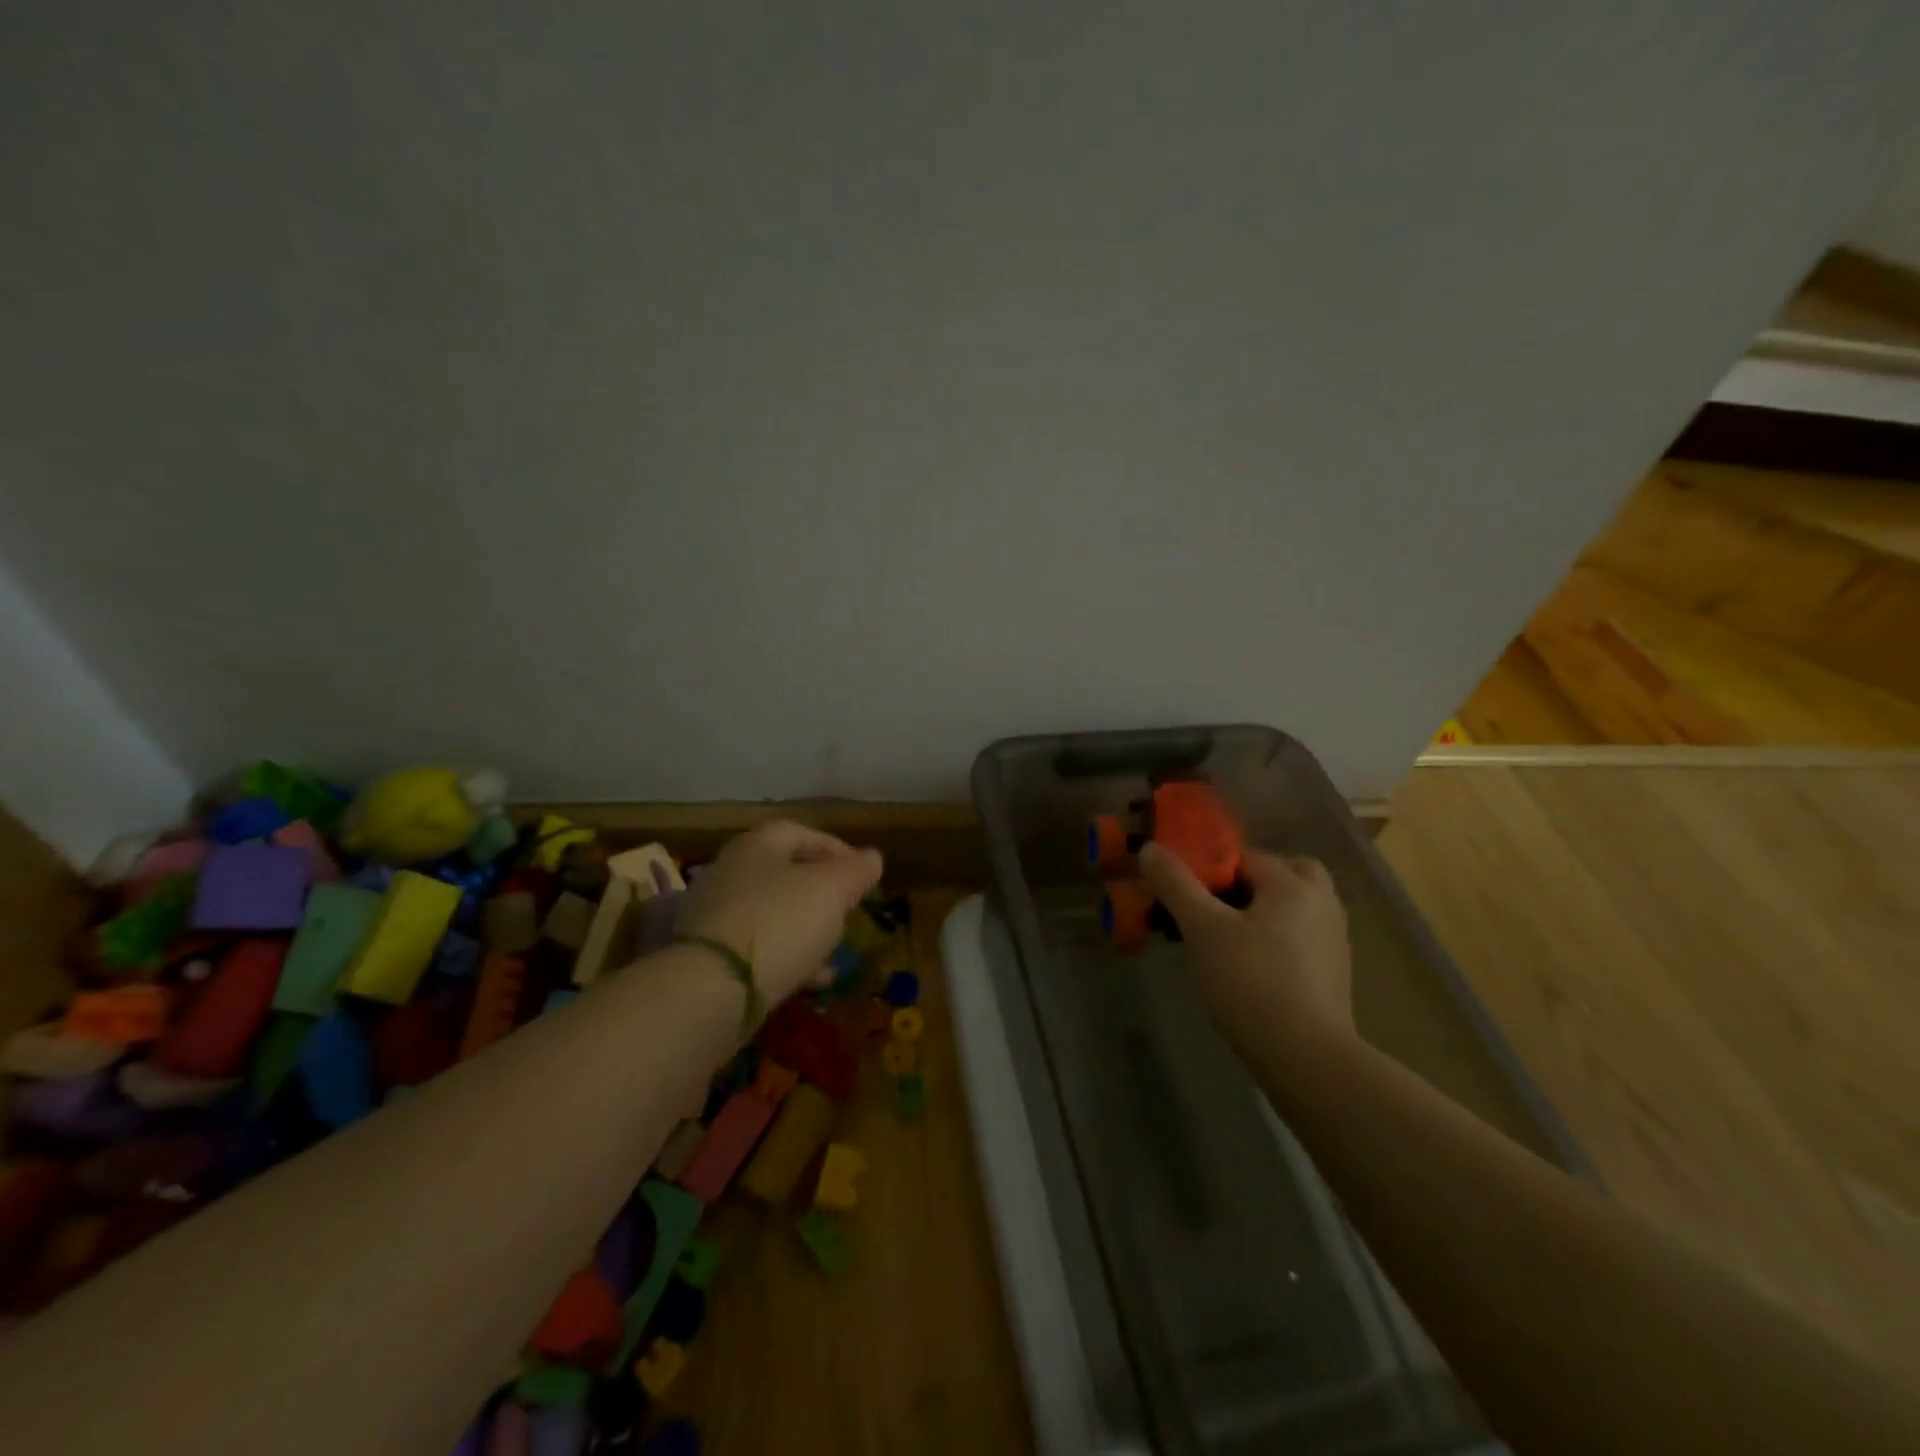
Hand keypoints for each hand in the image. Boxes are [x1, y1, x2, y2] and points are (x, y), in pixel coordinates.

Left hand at [676, 820, 883, 1006]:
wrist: (711, 988)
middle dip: (821, 892)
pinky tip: (814, 979)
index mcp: (756, 846)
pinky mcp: (709, 957)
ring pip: (772, 913)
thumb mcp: (832, 890)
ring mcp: (715, 916)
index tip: (862, 872)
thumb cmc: (779, 921)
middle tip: (848, 910)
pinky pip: (758, 949)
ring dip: (806, 927)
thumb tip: (872, 857)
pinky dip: (788, 957)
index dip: (835, 847)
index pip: (799, 831)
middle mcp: (729, 873)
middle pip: (784, 873)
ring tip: (835, 949)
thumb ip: (856, 870)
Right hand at [1139, 842, 1354, 1064]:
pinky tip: (1252, 967)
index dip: (1210, 870)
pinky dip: (1279, 940)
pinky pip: (1303, 938)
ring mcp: (1334, 940)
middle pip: (1284, 873)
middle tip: (1217, 906)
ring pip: (1296, 907)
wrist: (1306, 1058)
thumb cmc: (1250, 981)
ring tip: (1228, 937)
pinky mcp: (1335, 974)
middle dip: (1250, 882)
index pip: (1244, 857)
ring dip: (1265, 911)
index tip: (1184, 894)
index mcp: (1292, 883)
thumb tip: (1150, 848)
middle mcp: (1322, 902)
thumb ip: (1175, 884)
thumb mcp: (1202, 928)